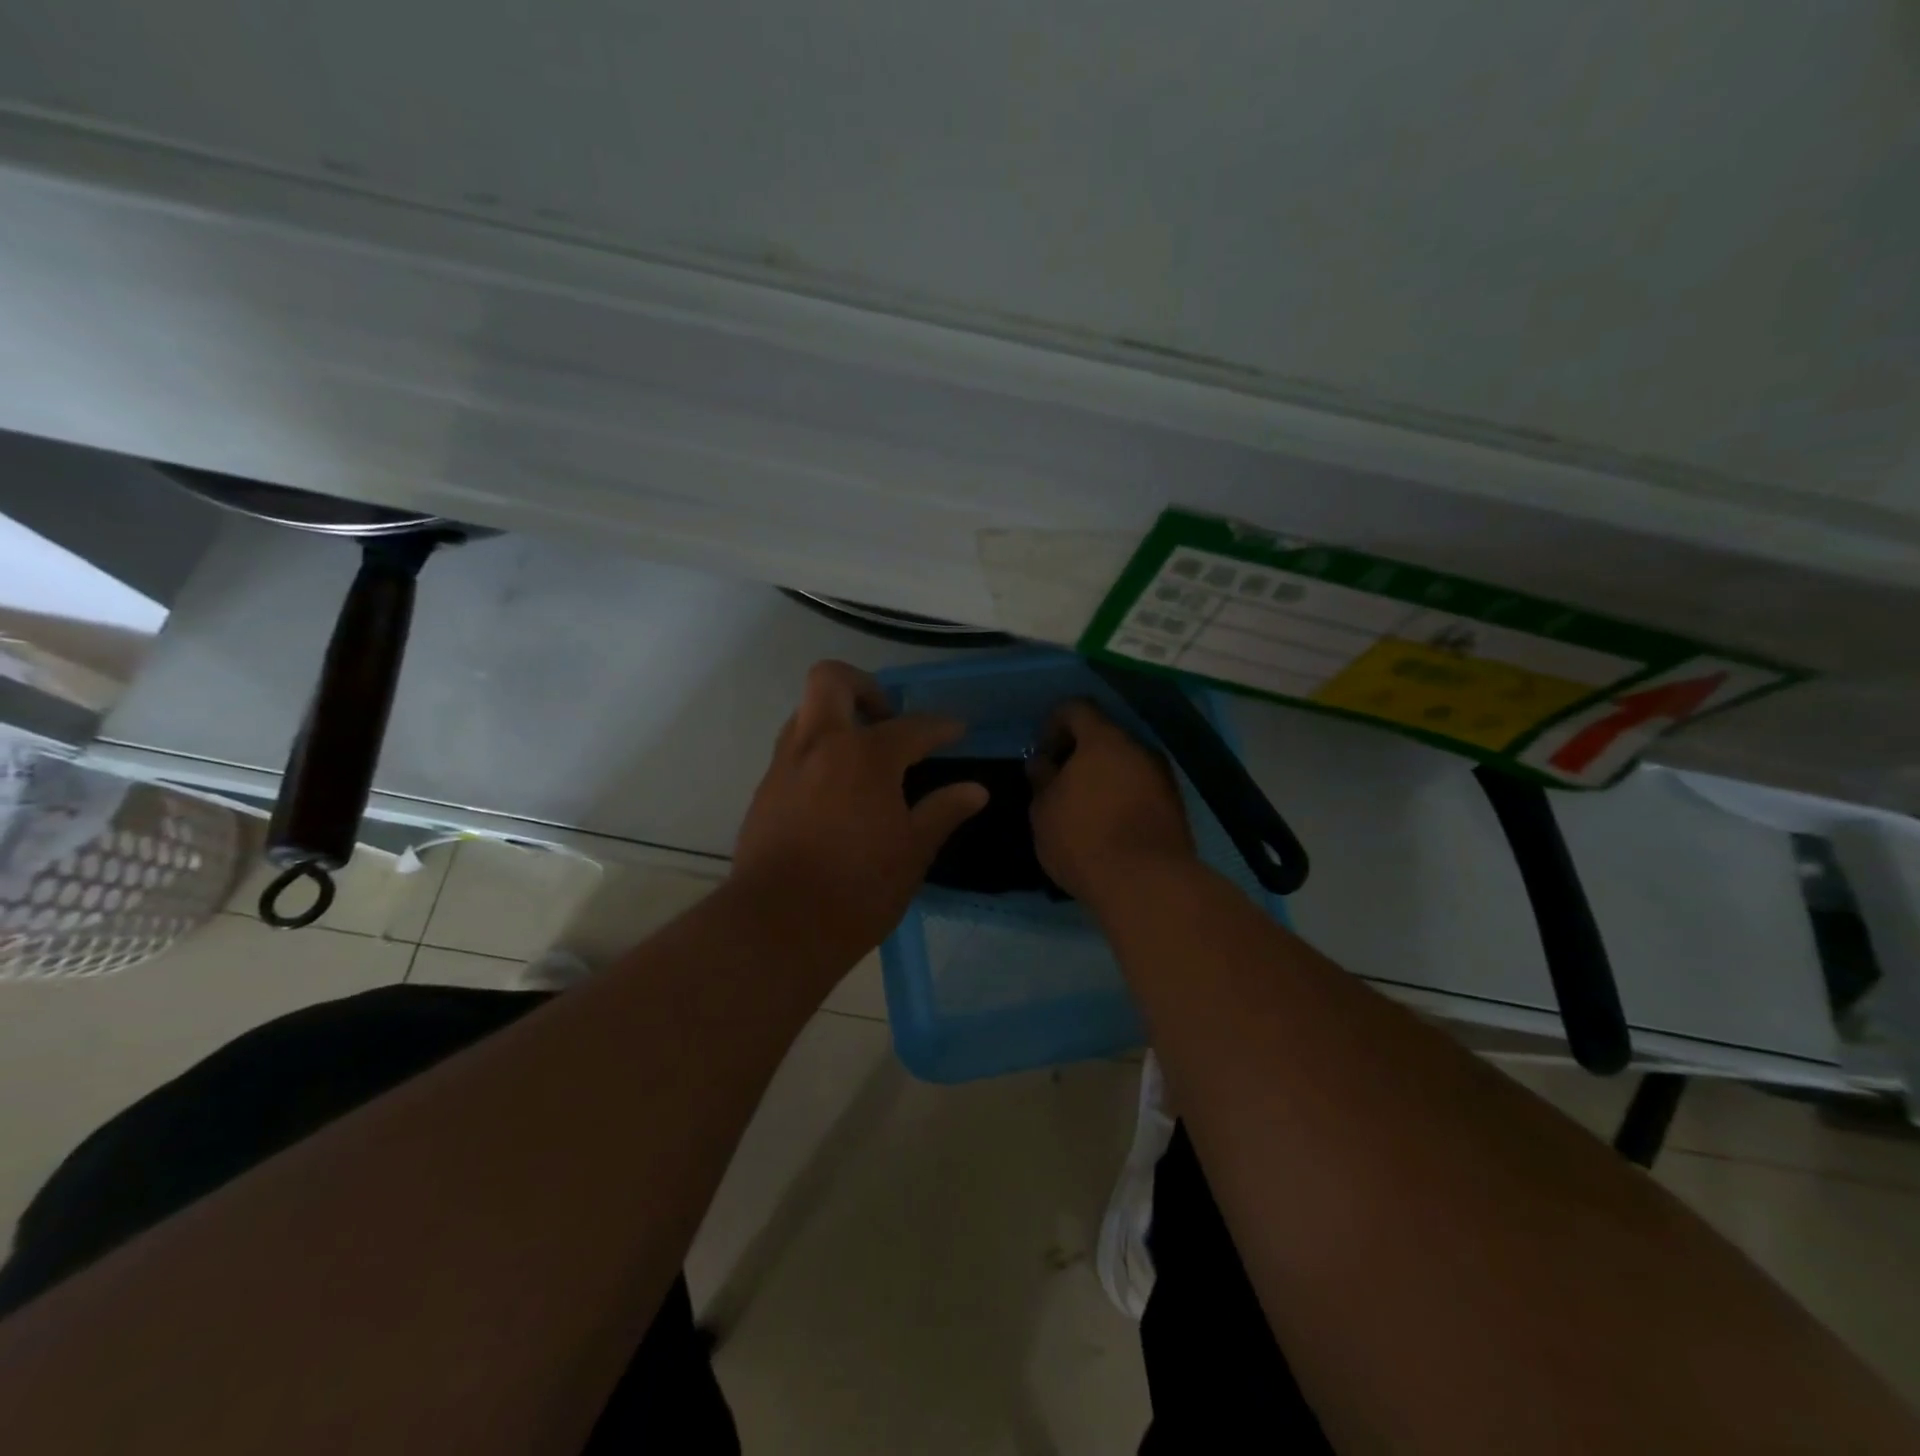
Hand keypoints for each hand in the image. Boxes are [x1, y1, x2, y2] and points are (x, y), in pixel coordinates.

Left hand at [732, 660, 987, 957]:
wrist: (778, 926)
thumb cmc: (858, 888)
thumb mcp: (913, 851)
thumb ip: (943, 811)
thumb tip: (976, 790)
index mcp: (865, 756)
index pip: (912, 726)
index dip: (941, 726)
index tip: (957, 731)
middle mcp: (820, 746)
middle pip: (832, 680)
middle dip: (864, 686)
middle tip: (887, 718)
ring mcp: (786, 765)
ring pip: (806, 713)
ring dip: (836, 718)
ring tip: (864, 756)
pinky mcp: (765, 791)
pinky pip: (793, 750)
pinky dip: (818, 752)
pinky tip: (837, 791)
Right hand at [1028, 699, 1196, 905]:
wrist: (1147, 882)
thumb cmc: (1083, 838)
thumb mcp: (1044, 810)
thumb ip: (1042, 779)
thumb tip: (1043, 762)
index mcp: (1103, 740)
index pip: (1076, 708)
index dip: (1053, 724)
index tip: (1042, 753)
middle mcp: (1139, 748)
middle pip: (1105, 736)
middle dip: (1080, 753)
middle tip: (1060, 782)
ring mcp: (1163, 776)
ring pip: (1126, 763)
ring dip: (1104, 777)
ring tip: (1083, 808)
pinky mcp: (1176, 806)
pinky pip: (1141, 788)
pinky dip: (1123, 797)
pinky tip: (1108, 825)